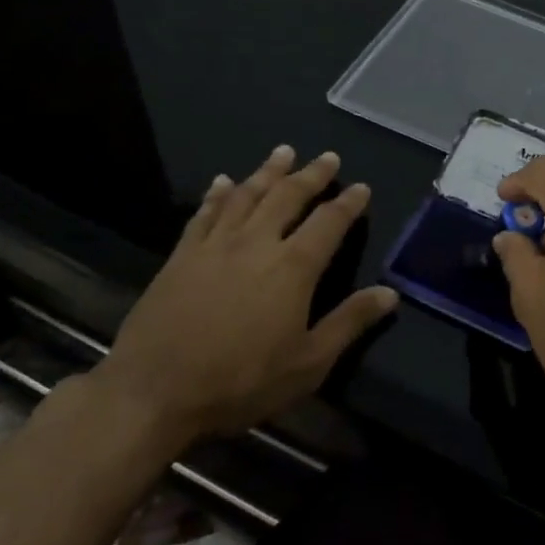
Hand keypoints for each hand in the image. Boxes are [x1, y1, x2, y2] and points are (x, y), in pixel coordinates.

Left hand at [97, 145, 395, 443]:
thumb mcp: (309, 363)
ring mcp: (215, 246)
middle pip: (288, 197)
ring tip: (284, 152)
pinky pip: (204, 213)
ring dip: (268, 171)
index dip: (348, 203)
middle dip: (311, 174)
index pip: (329, 222)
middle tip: (328, 157)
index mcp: (293, 267)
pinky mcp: (181, 256)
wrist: (154, 392)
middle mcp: (256, 243)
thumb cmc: (241, 381)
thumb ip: (350, 322)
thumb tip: (390, 293)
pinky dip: (217, 194)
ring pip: (246, 195)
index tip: (361, 187)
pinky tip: (223, 181)